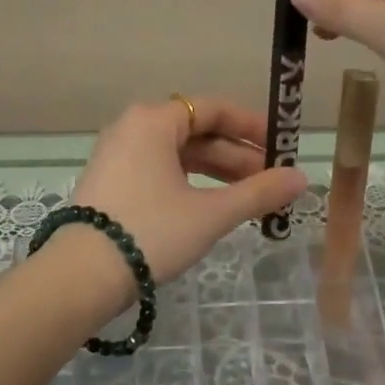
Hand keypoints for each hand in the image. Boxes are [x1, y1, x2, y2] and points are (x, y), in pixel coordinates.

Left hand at [72, 97, 308, 283]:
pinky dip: (190, 184)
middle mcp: (132, 128)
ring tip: (250, 198)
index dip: (252, 126)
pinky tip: (213, 206)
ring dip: (216, 173)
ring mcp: (118, 156)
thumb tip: (302, 178)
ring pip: (178, 155)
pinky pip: (160, 171)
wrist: (82, 275)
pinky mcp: (111, 183)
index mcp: (153, 120)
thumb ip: (258, 193)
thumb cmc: (151, 231)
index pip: (213, 109)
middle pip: (196, 132)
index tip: (281, 148)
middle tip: (272, 182)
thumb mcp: (211, 213)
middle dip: (237, 156)